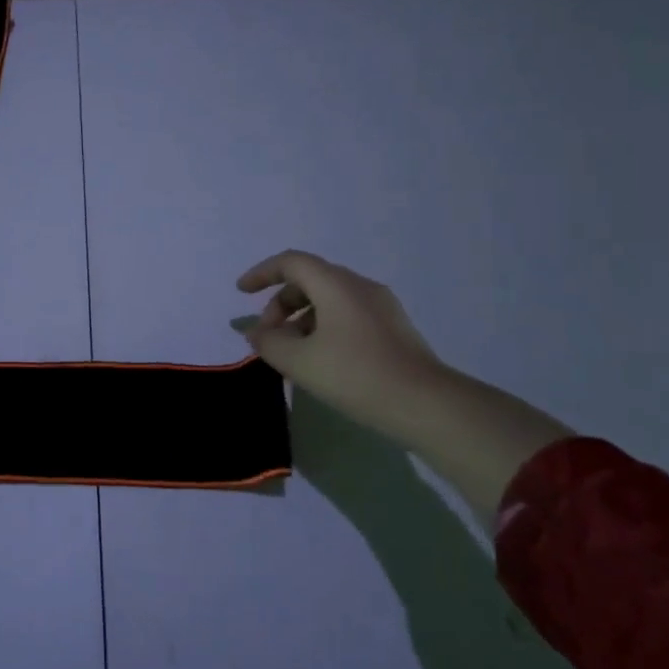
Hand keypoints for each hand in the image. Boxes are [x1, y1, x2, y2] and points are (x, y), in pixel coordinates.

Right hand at [237, 250, 447, 437]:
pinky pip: (347, 315)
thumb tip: (256, 333)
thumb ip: (269, 343)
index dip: (262, 273)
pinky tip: (320, 360)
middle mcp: (360, 287)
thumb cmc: (356, 375)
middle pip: (310, 280)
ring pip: (329, 299)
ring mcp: (382, 307)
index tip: (241, 293)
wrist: (427, 405)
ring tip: (291, 353)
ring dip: (301, 319)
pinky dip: (323, 327)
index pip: (291, 262)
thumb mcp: (299, 361)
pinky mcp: (393, 329)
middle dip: (280, 304)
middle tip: (268, 336)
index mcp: (336, 285)